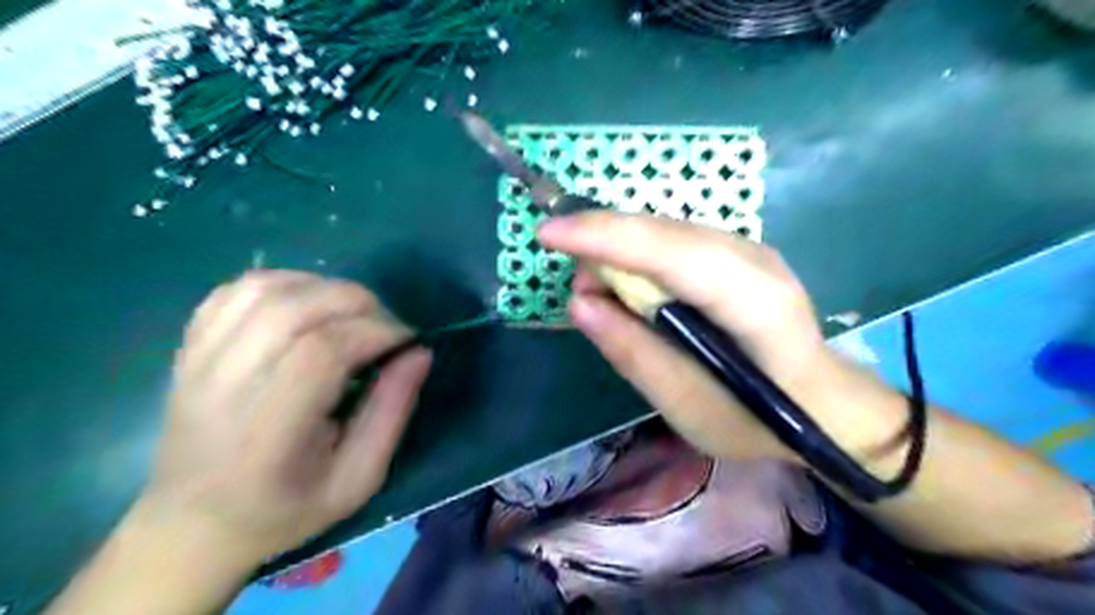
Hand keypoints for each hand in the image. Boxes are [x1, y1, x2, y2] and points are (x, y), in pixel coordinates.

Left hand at [136, 272, 427, 565]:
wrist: (192, 524)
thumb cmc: (284, 510)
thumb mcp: (357, 479)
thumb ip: (392, 413)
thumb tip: (420, 352)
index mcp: (267, 434)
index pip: (322, 352)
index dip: (375, 332)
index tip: (407, 342)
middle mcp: (224, 388)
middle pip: (293, 309)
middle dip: (358, 304)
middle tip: (386, 327)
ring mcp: (199, 361)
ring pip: (265, 289)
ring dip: (325, 288)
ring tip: (352, 315)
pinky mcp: (191, 347)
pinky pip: (239, 290)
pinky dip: (287, 284)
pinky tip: (310, 306)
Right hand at [536, 211, 824, 461]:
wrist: (824, 403)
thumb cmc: (757, 418)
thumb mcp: (687, 405)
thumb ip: (633, 352)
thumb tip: (580, 303)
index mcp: (754, 303)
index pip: (671, 253)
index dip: (606, 237)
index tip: (548, 234)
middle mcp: (755, 260)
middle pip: (664, 231)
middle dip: (604, 243)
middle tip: (576, 286)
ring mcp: (750, 249)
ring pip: (666, 230)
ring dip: (620, 249)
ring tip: (599, 292)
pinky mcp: (739, 253)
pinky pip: (675, 239)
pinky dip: (639, 255)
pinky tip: (628, 285)